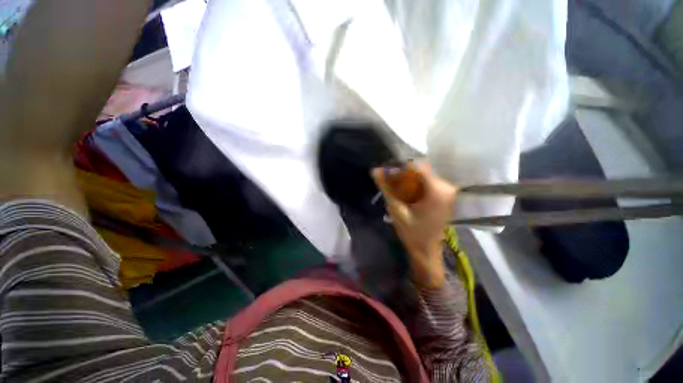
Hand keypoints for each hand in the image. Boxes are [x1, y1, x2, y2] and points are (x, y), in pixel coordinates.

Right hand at [372, 162, 456, 288]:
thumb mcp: (396, 209)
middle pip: (419, 170)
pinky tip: (405, 195)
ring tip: (395, 192)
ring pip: (421, 175)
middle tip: (389, 185)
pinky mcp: (444, 194)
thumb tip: (375, 170)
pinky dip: (413, 185)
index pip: (417, 166)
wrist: (427, 251)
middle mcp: (446, 186)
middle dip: (401, 175)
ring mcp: (447, 190)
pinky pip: (425, 182)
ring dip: (406, 181)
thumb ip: (386, 188)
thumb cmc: (412, 233)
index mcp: (437, 190)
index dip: (399, 167)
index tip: (386, 173)